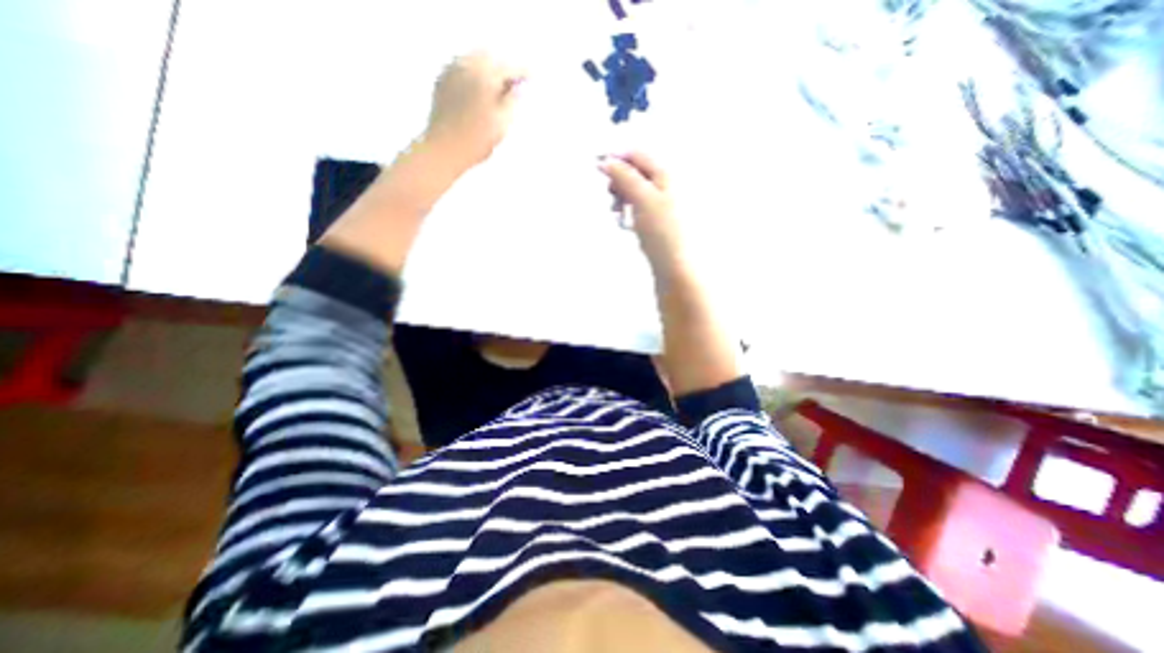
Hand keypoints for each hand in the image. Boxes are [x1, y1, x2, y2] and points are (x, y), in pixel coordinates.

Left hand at [423, 51, 527, 170]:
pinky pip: (460, 67)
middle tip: (516, 81)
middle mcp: (465, 67)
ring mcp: (450, 72)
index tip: (532, 76)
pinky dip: (473, 73)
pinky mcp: (441, 83)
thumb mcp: (502, 123)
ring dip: (488, 68)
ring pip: (473, 59)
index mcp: (484, 76)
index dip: (522, 71)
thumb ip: (513, 101)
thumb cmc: (476, 141)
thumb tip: (519, 88)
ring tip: (498, 85)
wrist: (444, 150)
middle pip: (489, 56)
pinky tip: (479, 88)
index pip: (508, 67)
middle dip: (503, 66)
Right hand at [596, 151, 684, 271]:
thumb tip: (606, 161)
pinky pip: (638, 208)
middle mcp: (666, 185)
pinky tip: (625, 223)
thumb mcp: (642, 199)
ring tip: (617, 213)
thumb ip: (624, 177)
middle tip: (612, 197)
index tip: (597, 169)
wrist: (675, 267)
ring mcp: (662, 205)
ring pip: (635, 192)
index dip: (616, 159)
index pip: (637, 155)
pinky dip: (628, 211)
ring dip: (622, 198)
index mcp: (666, 174)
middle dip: (619, 181)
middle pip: (636, 173)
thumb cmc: (663, 232)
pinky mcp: (657, 222)